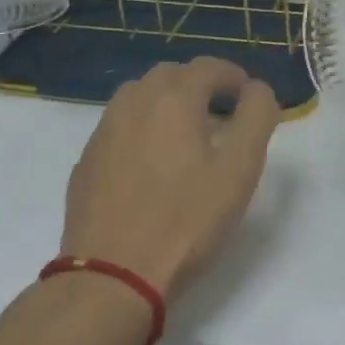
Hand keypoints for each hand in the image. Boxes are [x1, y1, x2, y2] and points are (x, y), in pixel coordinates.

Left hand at [59, 57, 280, 301]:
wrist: (112, 278)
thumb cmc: (186, 221)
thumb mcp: (240, 169)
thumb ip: (257, 117)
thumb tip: (257, 90)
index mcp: (173, 98)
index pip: (208, 67)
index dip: (234, 76)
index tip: (249, 98)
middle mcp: (134, 102)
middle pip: (171, 75)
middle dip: (200, 85)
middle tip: (222, 115)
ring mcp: (104, 131)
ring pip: (140, 96)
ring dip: (167, 102)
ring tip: (186, 135)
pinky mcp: (87, 161)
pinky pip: (119, 126)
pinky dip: (142, 128)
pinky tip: (152, 164)